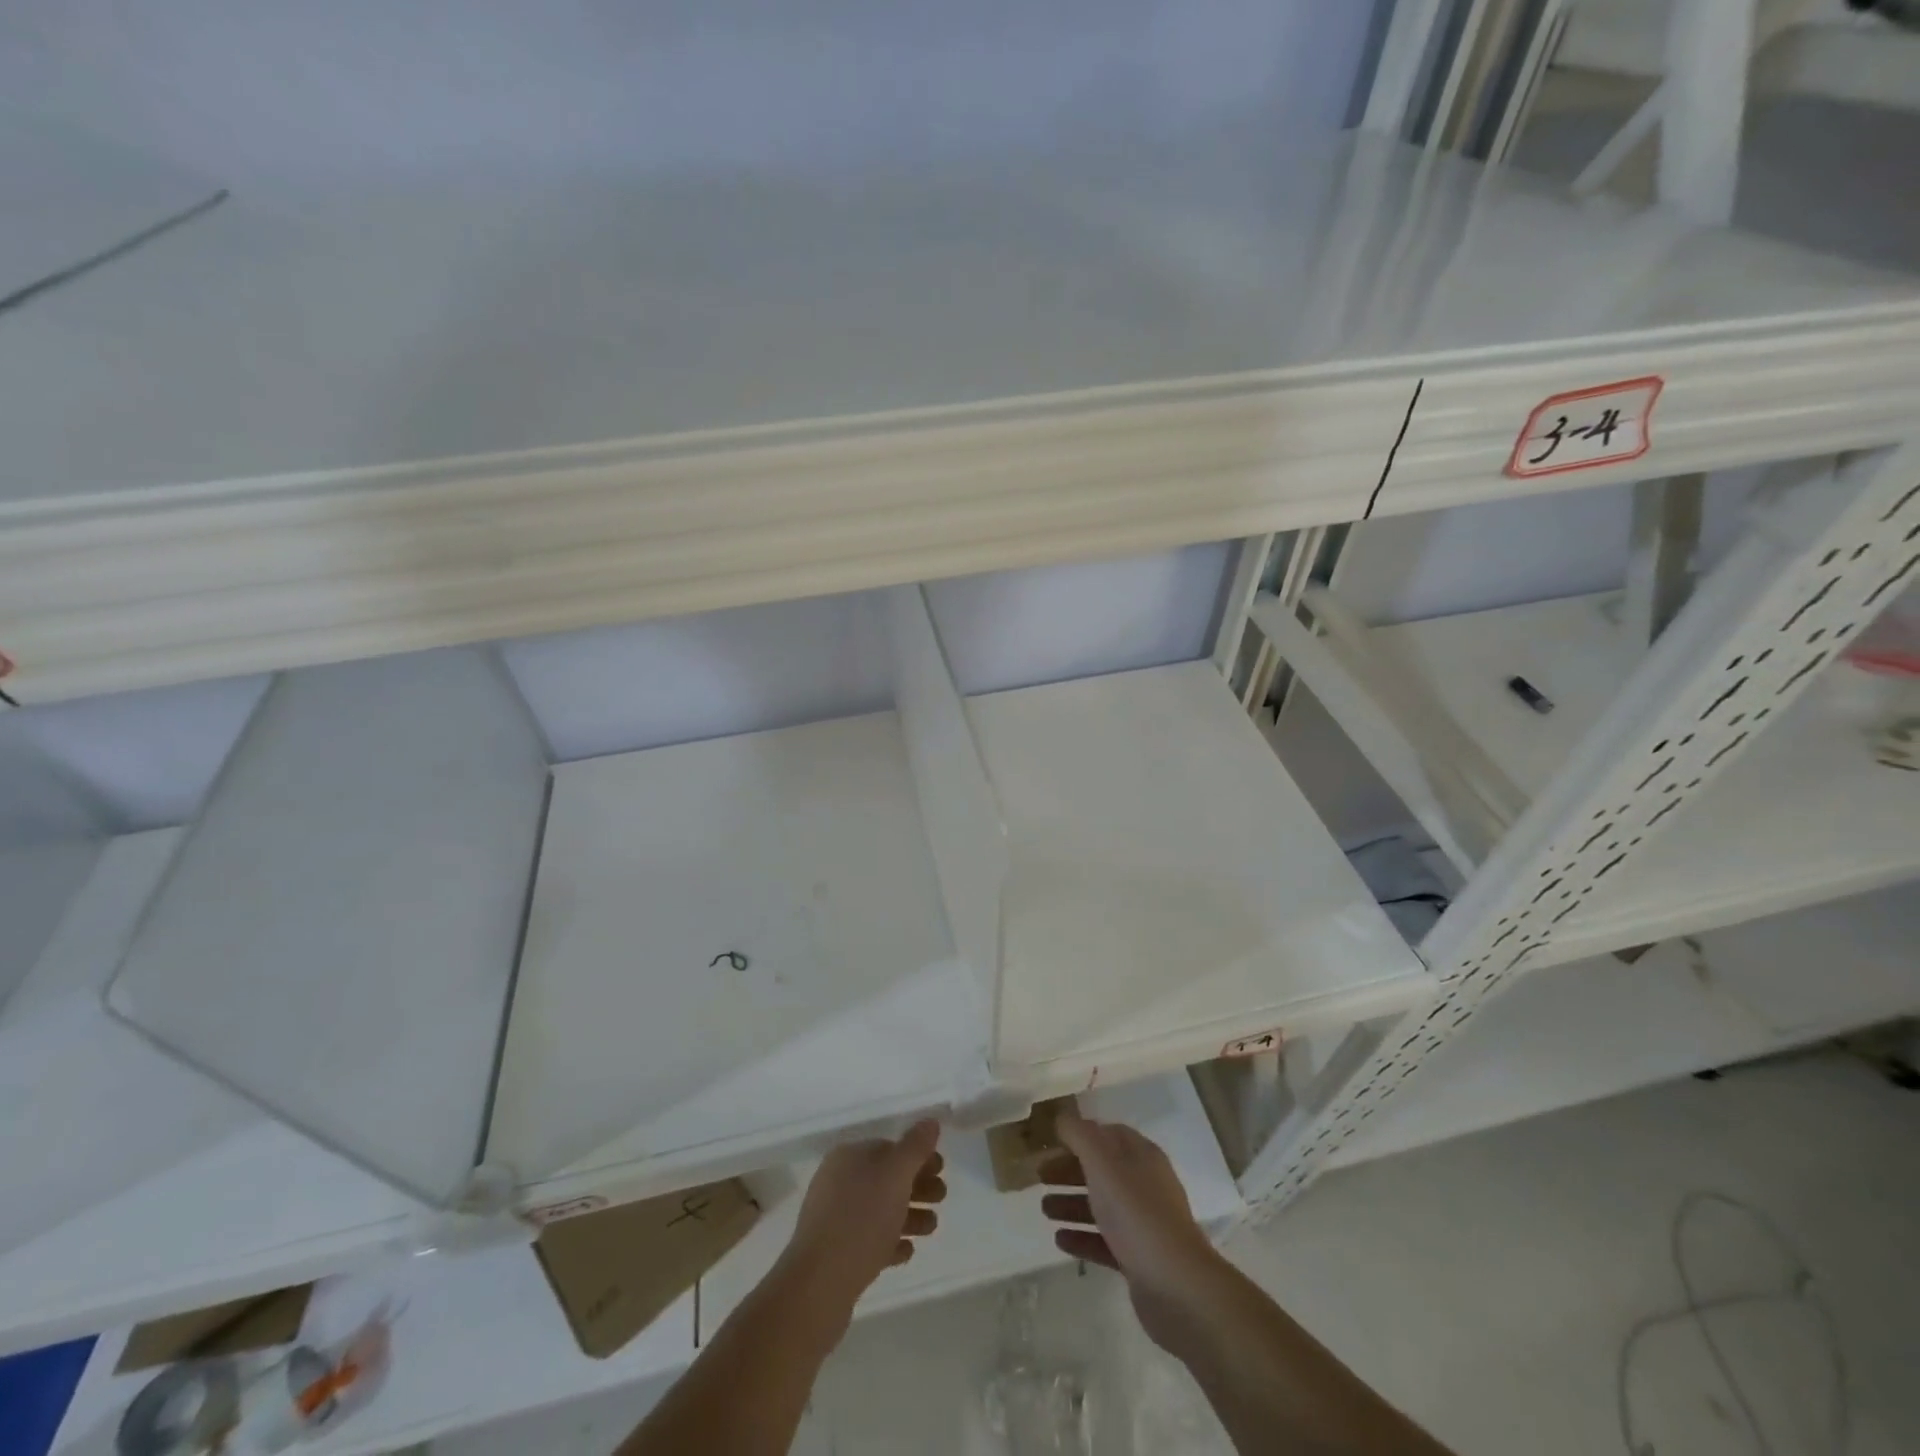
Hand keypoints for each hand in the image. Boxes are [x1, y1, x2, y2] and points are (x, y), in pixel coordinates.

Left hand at [774, 1121, 946, 1325]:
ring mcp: (834, 1219)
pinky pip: (869, 1240)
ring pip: (880, 1210)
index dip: (917, 1156)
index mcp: (848, 1158)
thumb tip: (930, 1122)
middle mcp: (838, 1182)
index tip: (941, 1170)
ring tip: (931, 1228)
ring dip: (909, 1215)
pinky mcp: (836, 1254)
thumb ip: (915, 1147)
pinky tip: (907, 1251)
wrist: (819, 1286)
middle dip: (917, 1186)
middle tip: (942, 1197)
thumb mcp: (895, 1175)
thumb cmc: (861, 1220)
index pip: (888, 1147)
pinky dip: (890, 1242)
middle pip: (886, 1179)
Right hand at [1040, 1108, 1224, 1350]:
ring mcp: (1142, 1223)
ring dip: (1071, 1203)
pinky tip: (1059, 1240)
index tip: (1051, 1141)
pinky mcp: (1138, 1258)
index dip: (1079, 1135)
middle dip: (1069, 1170)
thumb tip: (1063, 1119)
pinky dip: (1081, 1236)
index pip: (1107, 1134)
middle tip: (1039, 1176)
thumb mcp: (1103, 1163)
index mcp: (1141, 1156)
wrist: (1177, 1287)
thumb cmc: (1137, 1214)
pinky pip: (1104, 1241)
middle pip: (1101, 1169)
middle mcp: (1144, 1184)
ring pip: (1101, 1205)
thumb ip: (1080, 1136)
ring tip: (1044, 1209)